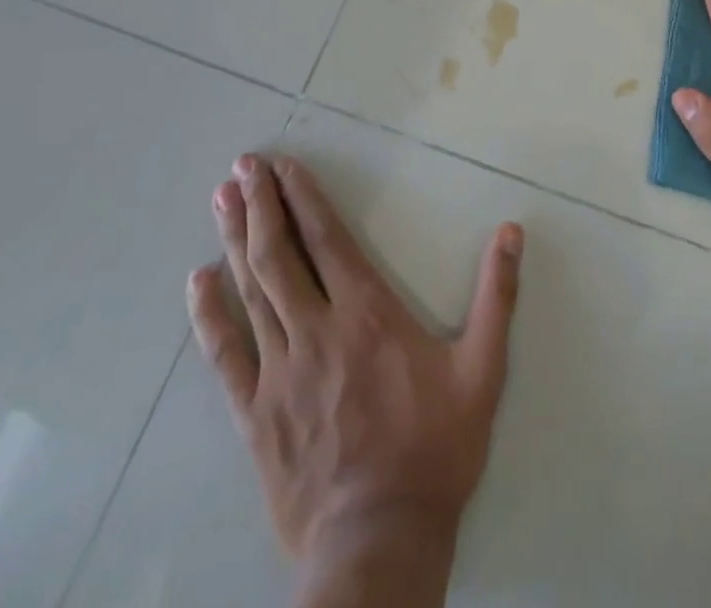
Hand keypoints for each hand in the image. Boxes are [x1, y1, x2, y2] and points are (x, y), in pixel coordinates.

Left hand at [187, 154, 522, 584]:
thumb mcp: (483, 370)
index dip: (304, 198)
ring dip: (235, 240)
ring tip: (220, 198)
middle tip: (242, 166)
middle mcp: (317, 330)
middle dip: (261, 204)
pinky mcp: (255, 413)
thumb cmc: (435, 450)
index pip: (328, 240)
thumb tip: (513, 231)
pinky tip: (197, 282)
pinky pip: (225, 354)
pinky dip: (208, 314)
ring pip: (251, 291)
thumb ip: (497, 296)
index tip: (284, 166)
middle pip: (280, 255)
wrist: (378, 543)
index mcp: (368, 314)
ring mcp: (279, 372)